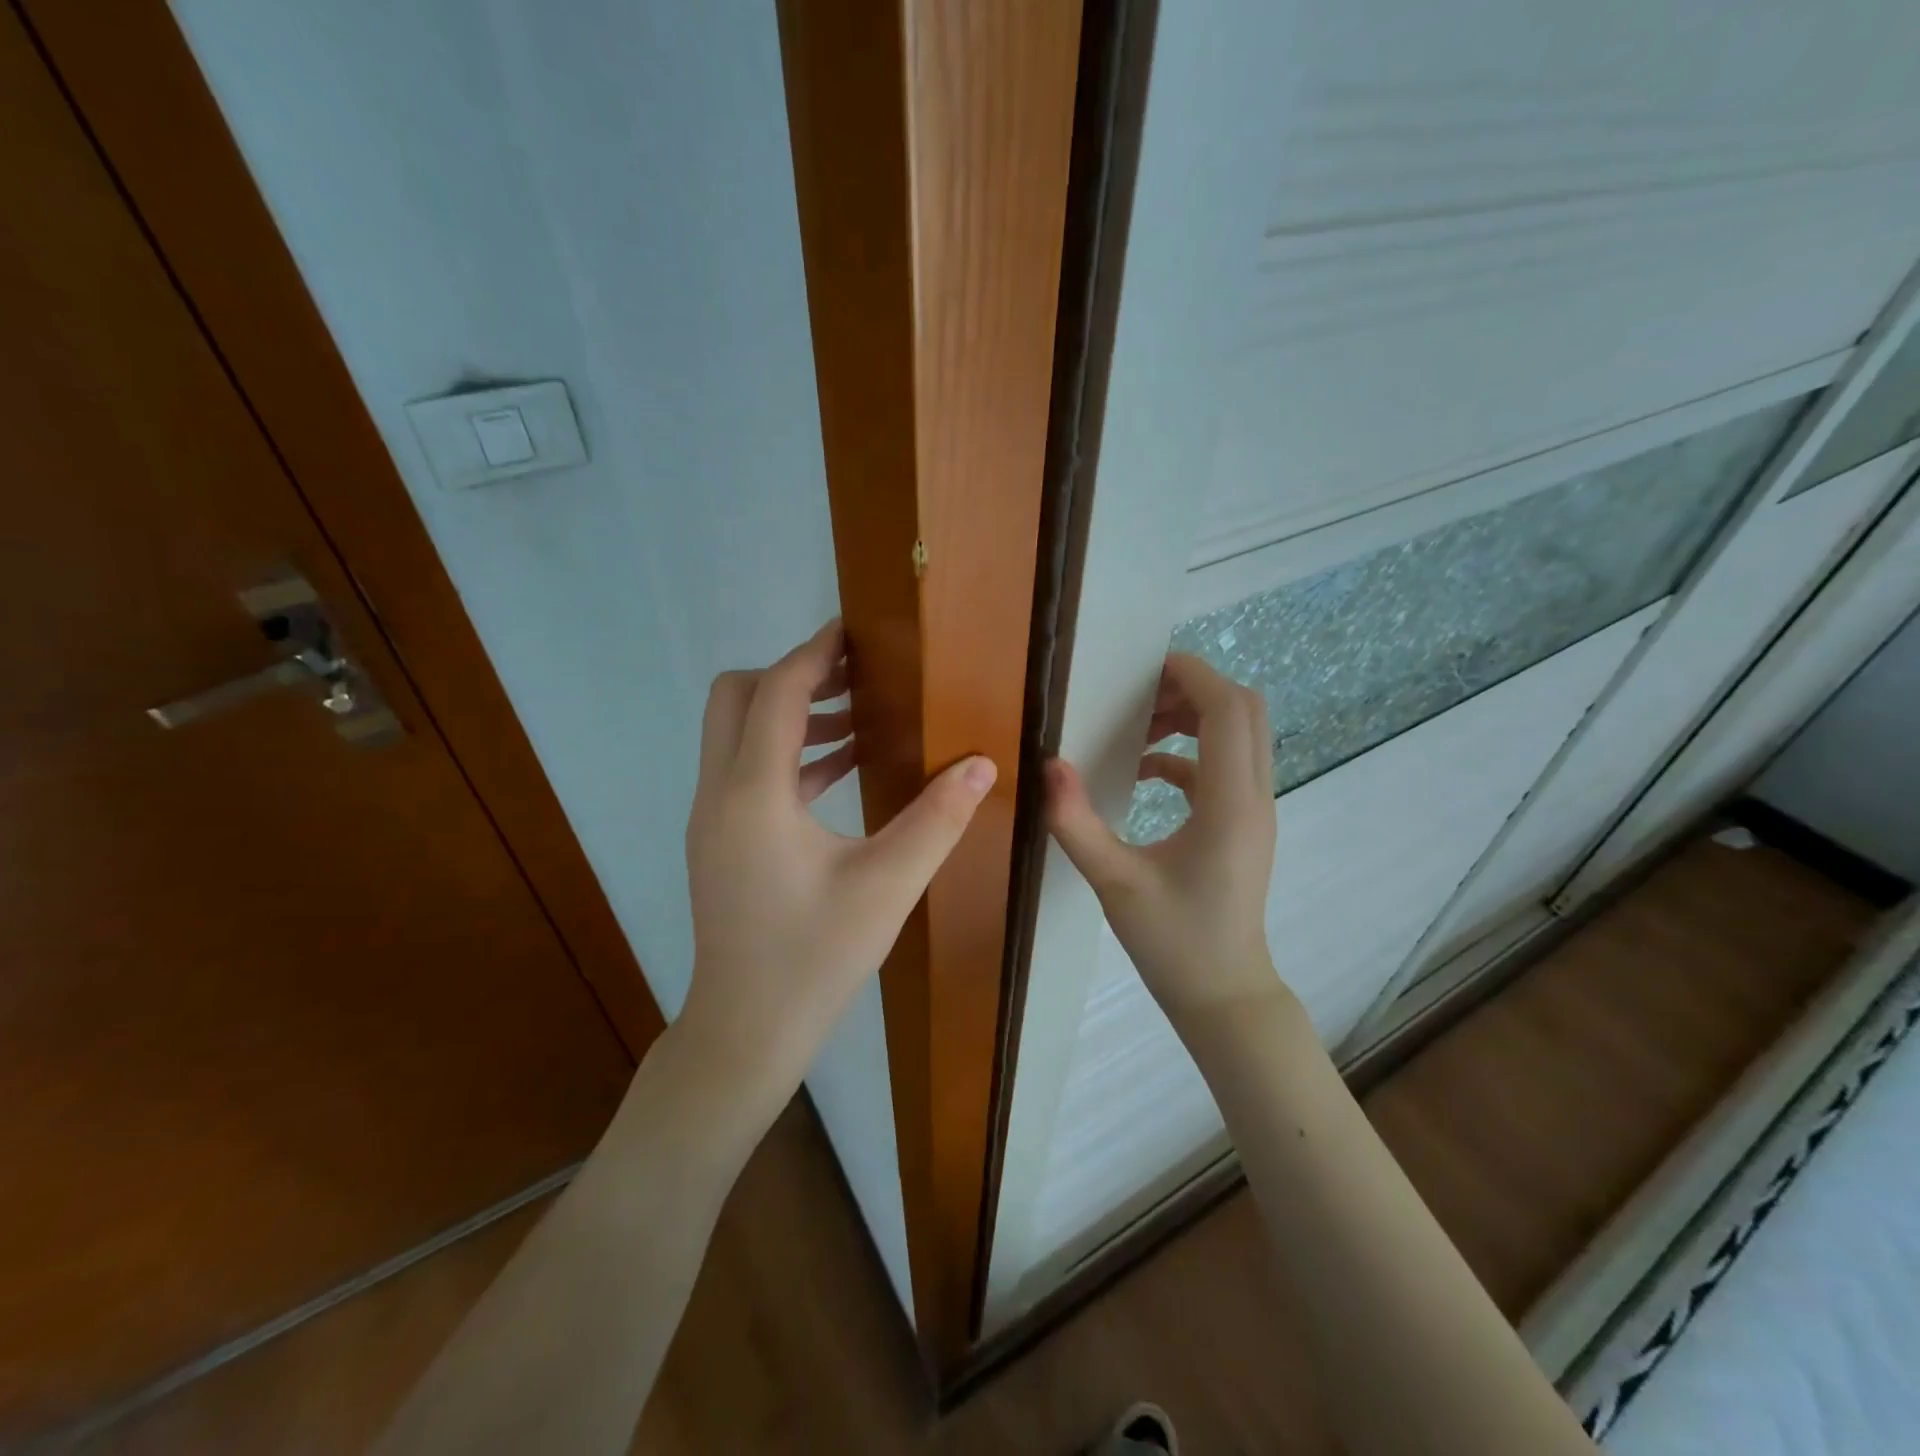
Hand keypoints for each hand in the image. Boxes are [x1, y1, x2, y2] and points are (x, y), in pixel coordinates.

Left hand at [677, 620, 996, 1110]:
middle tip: (857, 675)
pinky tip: (842, 769)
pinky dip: (788, 754)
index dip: (815, 653)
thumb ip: (938, 819)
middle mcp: (719, 793)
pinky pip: (747, 771)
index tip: (855, 631)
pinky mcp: (720, 839)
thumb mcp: (888, 885)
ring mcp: (712, 817)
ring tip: (861, 718)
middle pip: (737, 697)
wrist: (747, 1030)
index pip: (778, 693)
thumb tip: (983, 763)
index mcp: (754, 794)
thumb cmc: (815, 958)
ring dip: (793, 714)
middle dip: (794, 675)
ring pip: (738, 733)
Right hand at [1046, 653, 1287, 1027]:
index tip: (1144, 668)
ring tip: (1138, 727)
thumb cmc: (1173, 942)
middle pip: (1245, 710)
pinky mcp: (1244, 826)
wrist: (1223, 995)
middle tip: (1139, 696)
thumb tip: (1048, 764)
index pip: (1227, 710)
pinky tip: (1145, 772)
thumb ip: (1075, 822)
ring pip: (1240, 736)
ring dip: (1194, 718)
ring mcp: (1254, 812)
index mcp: (1230, 804)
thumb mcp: (1113, 882)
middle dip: (1194, 688)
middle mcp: (1254, 797)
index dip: (1191, 674)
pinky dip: (1189, 754)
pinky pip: (1224, 768)